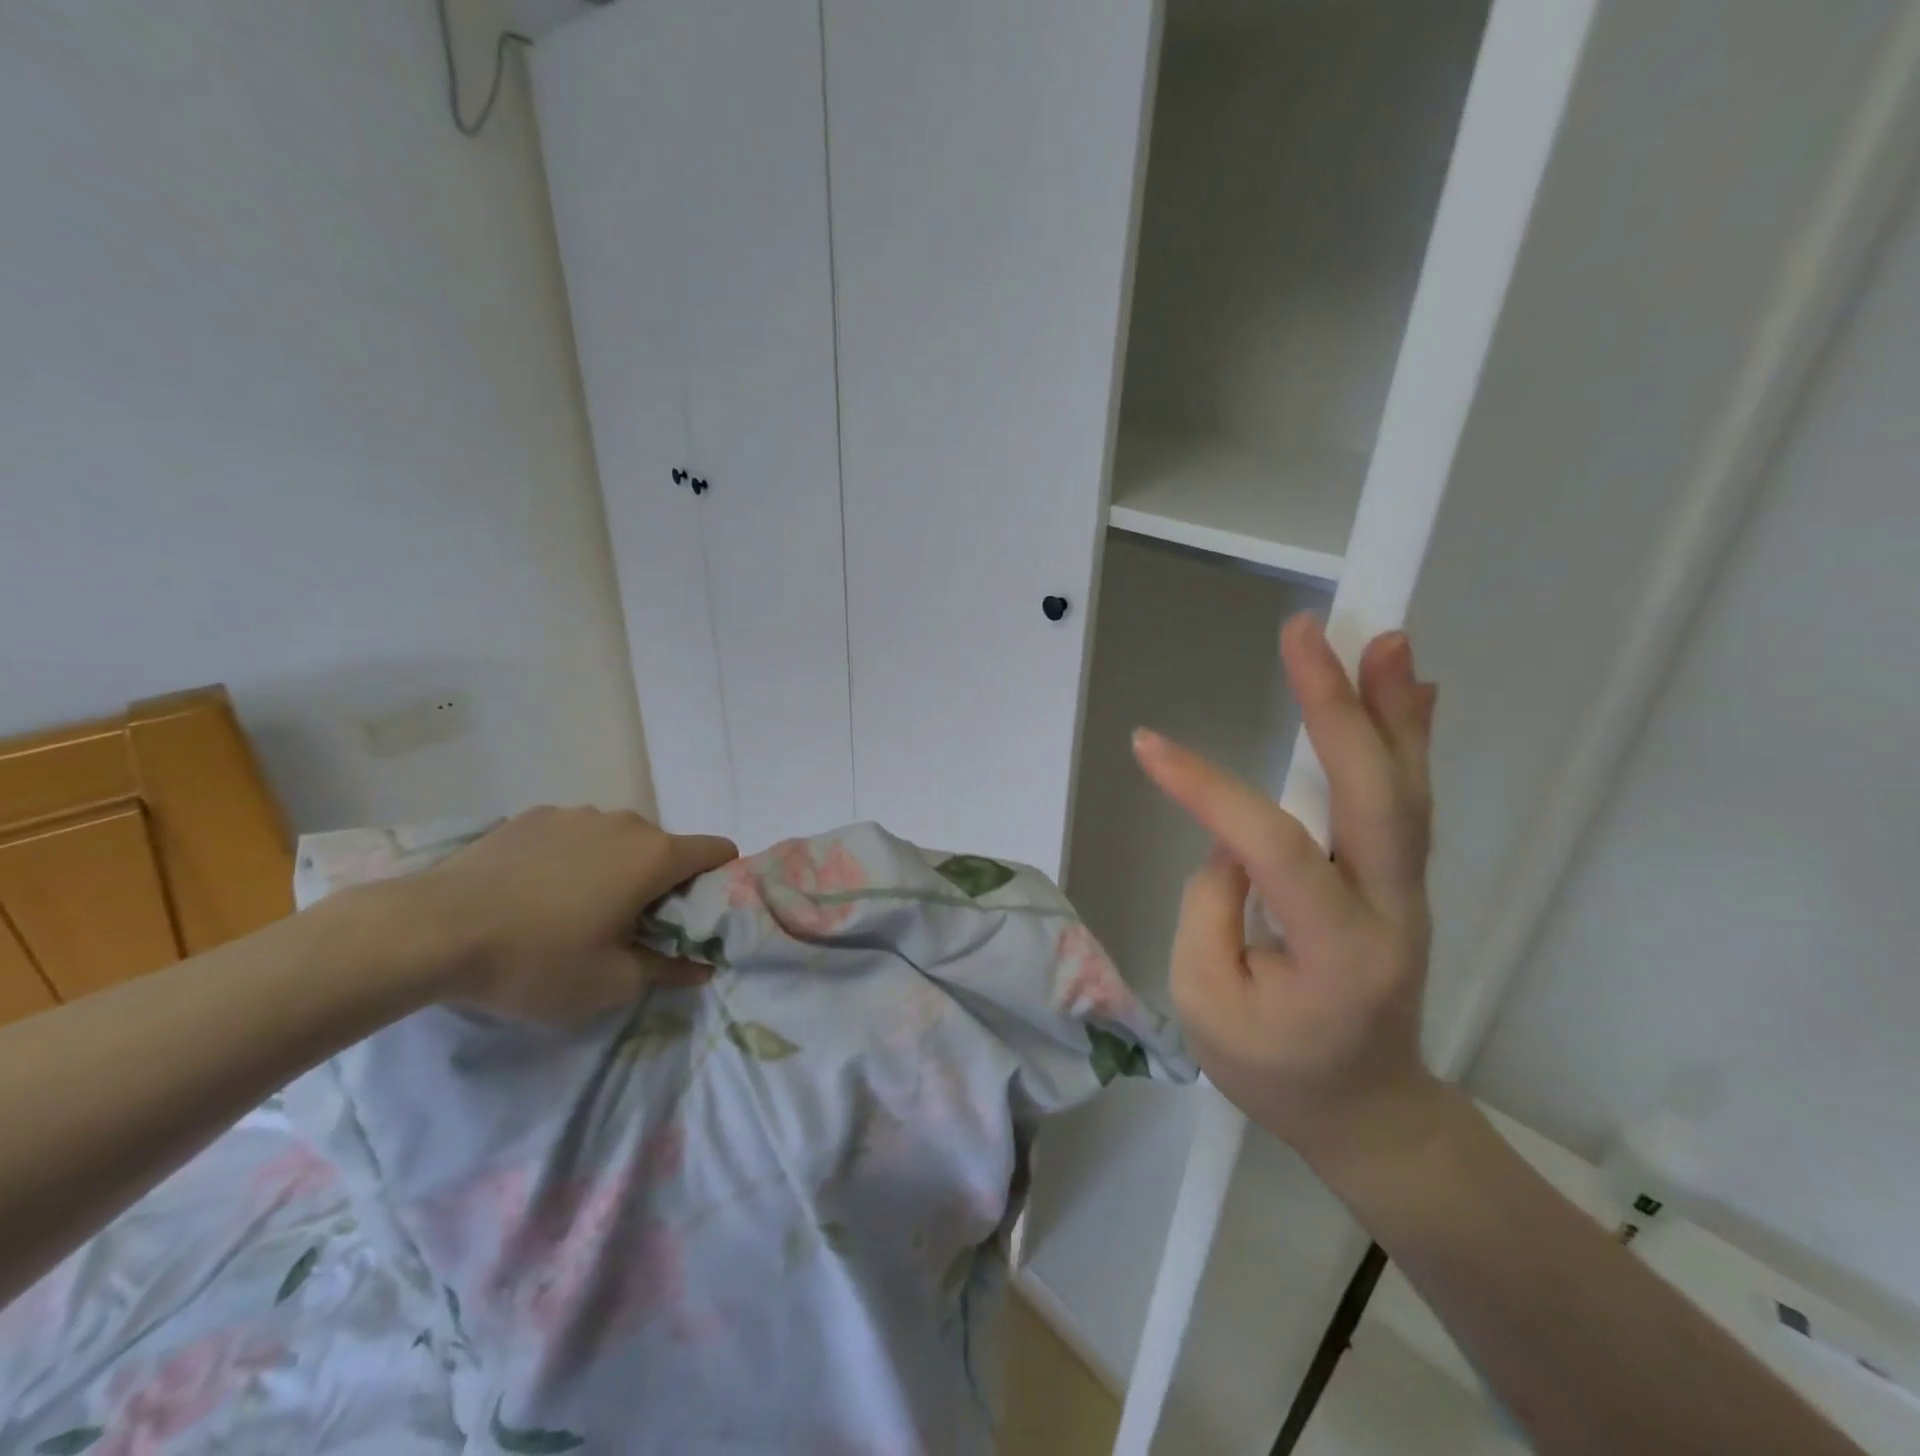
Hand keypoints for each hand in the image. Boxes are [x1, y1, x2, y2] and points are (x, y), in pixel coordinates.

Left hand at [400, 807, 737, 1020]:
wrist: (429, 931)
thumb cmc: (536, 960)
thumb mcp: (610, 984)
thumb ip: (668, 970)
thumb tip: (702, 967)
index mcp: (655, 856)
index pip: (718, 850)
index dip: (719, 882)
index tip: (694, 917)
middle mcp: (625, 823)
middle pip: (665, 849)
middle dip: (659, 884)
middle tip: (626, 928)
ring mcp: (575, 814)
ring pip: (617, 841)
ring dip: (613, 869)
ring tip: (570, 911)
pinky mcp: (532, 816)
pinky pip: (573, 835)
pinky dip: (570, 859)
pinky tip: (530, 893)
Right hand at [1133, 615, 1443, 1171]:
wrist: (1372, 1113)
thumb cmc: (1277, 1070)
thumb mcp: (1208, 1004)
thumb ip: (1211, 908)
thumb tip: (1231, 839)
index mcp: (1336, 953)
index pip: (1271, 849)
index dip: (1208, 791)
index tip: (1146, 745)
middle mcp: (1390, 912)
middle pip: (1373, 796)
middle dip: (1337, 708)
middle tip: (1306, 634)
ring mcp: (1408, 892)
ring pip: (1405, 789)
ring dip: (1390, 709)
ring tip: (1380, 637)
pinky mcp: (1402, 880)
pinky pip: (1408, 801)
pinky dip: (1407, 737)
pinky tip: (1408, 687)